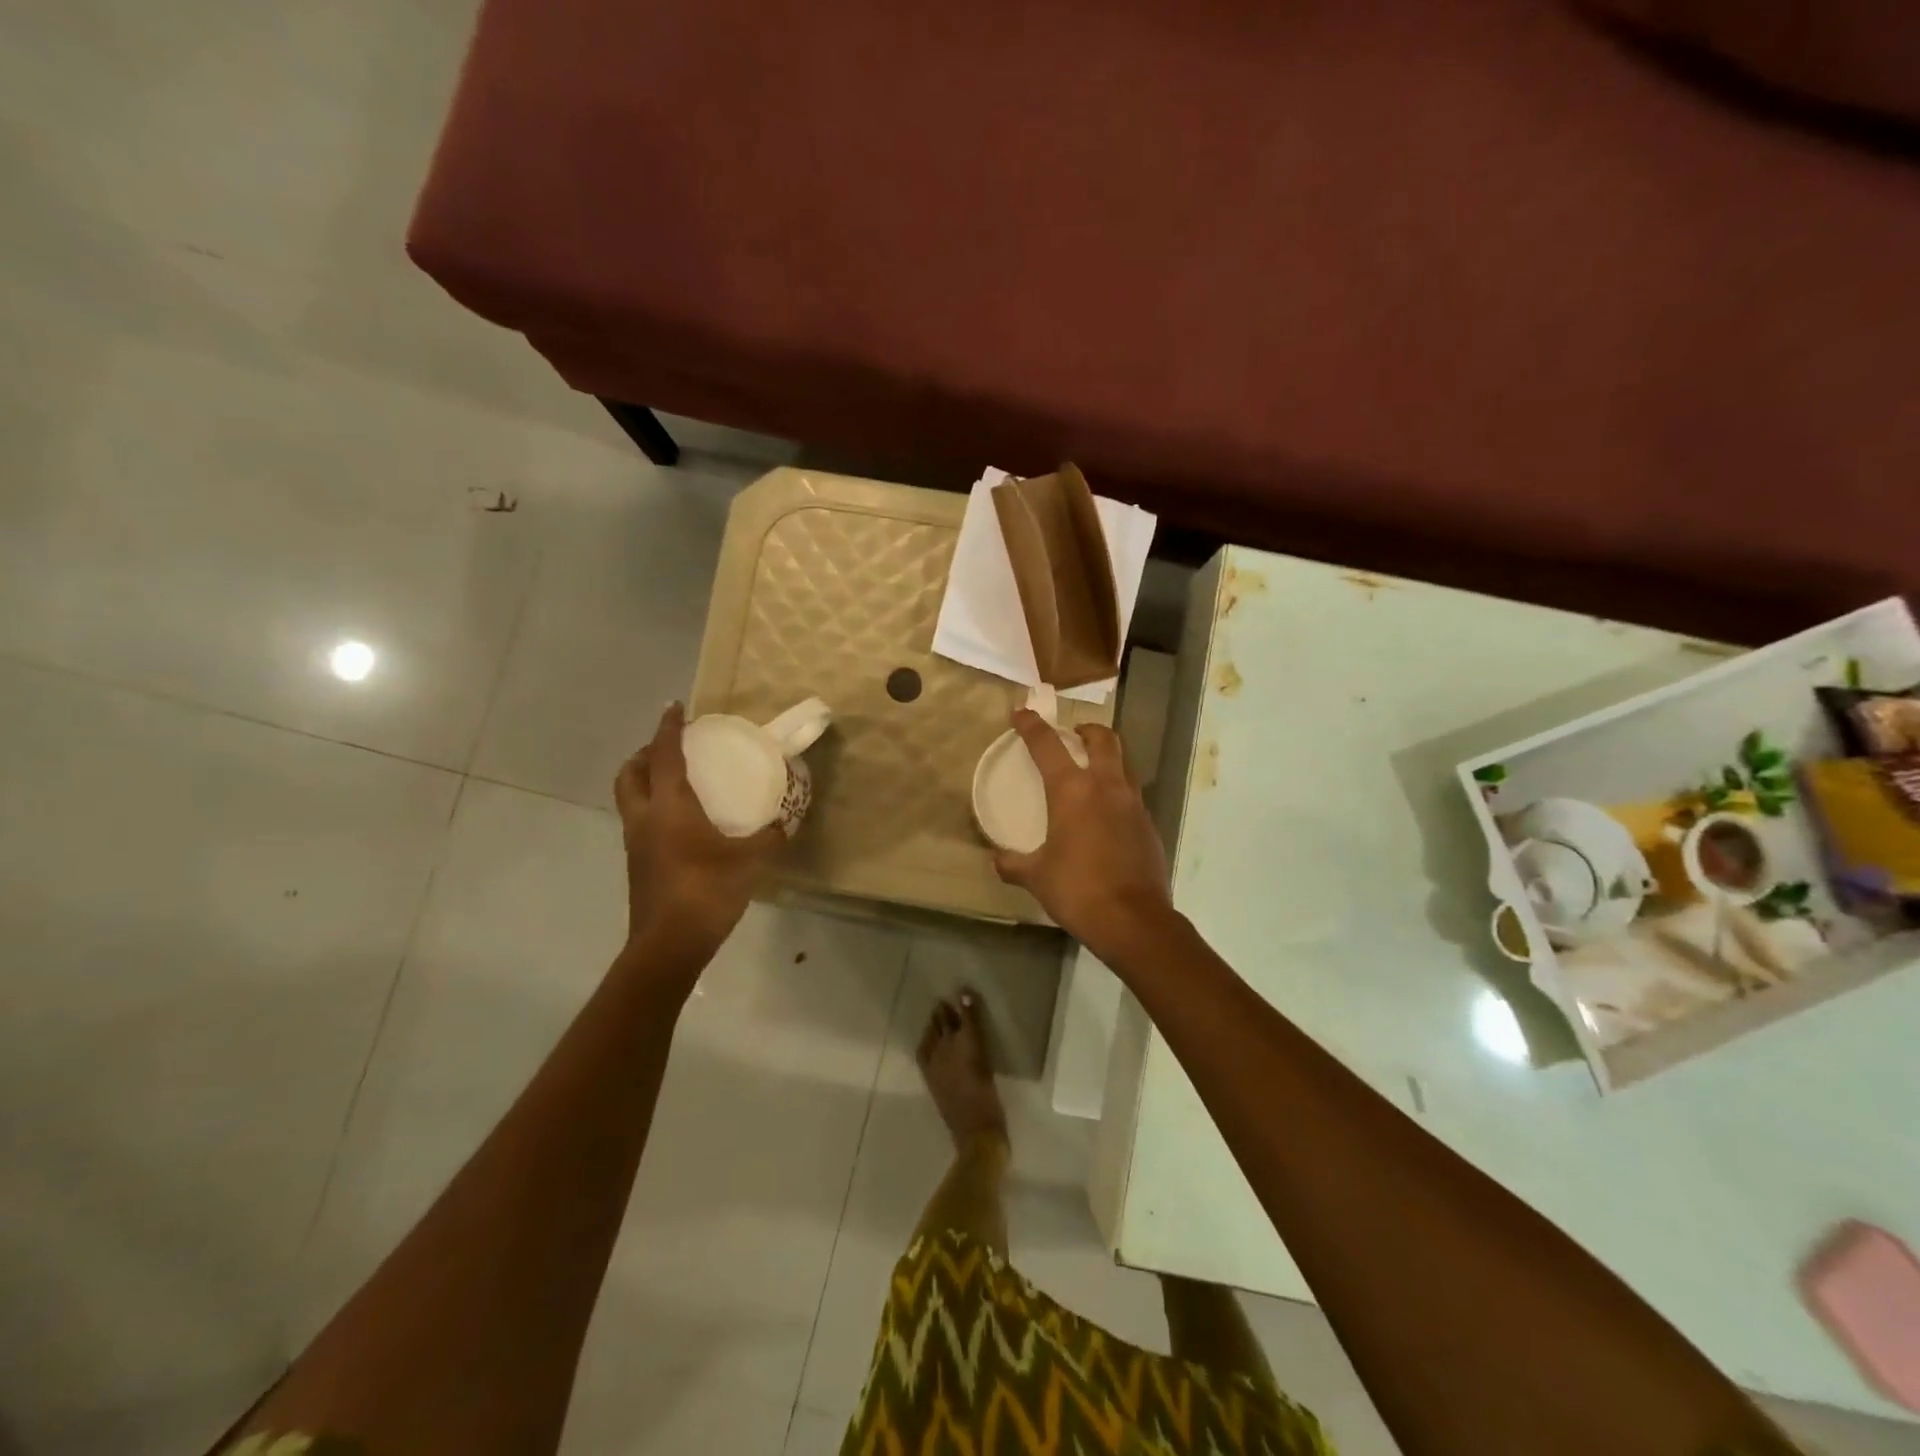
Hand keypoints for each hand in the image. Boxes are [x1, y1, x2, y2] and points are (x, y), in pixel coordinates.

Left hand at [614, 704, 783, 955]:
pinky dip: (653, 808)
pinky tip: (681, 822)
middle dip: (645, 754)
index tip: (675, 707)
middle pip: (630, 774)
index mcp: (669, 806)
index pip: (665, 755)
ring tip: (675, 780)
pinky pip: (640, 821)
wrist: (669, 945)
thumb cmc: (707, 890)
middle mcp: (645, 818)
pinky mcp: (638, 865)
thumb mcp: (750, 860)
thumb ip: (769, 837)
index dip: (669, 728)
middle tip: (669, 748)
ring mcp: (636, 843)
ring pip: (630, 798)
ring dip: (645, 781)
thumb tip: (783, 824)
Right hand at [992, 710, 1173, 959]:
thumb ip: (1013, 863)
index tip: (1021, 713)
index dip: (1032, 725)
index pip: (1048, 745)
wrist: (1134, 921)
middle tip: (1073, 734)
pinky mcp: (1149, 825)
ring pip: (1123, 763)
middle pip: (1103, 739)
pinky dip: (1118, 790)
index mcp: (1073, 791)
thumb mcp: (1036, 876)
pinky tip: (1106, 812)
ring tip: (1092, 768)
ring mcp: (1133, 804)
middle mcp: (1106, 787)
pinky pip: (1132, 794)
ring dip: (1107, 756)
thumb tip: (997, 859)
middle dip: (1087, 729)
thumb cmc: (1078, 890)